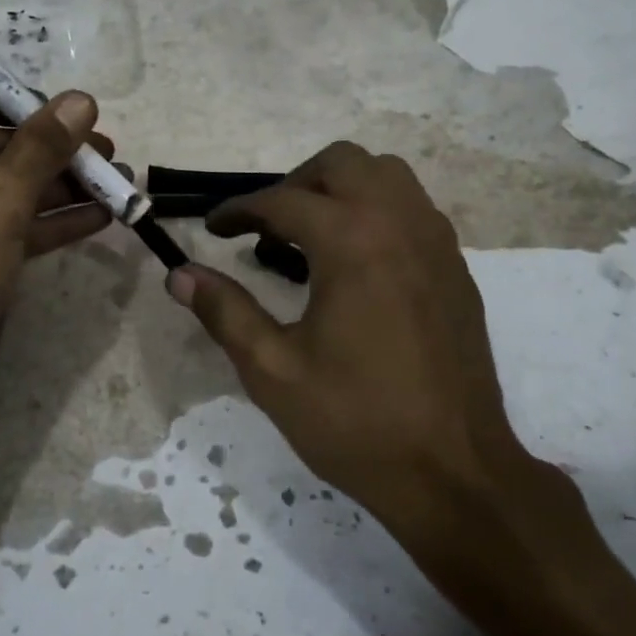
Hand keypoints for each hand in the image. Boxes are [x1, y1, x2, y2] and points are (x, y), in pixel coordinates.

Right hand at [167, 143, 587, 599]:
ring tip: (311, 236)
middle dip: (294, 183)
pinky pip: (413, 208)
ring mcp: (437, 243)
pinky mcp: (456, 268)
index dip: (239, 211)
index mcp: (352, 242)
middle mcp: (399, 224)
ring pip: (386, 176)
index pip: (283, 202)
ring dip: (340, 189)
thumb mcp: (273, 371)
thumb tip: (179, 274)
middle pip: (342, 163)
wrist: (454, 472)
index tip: (214, 229)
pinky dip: (376, 211)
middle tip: (266, 228)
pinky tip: (357, 262)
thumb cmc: (356, 422)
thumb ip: (224, 312)